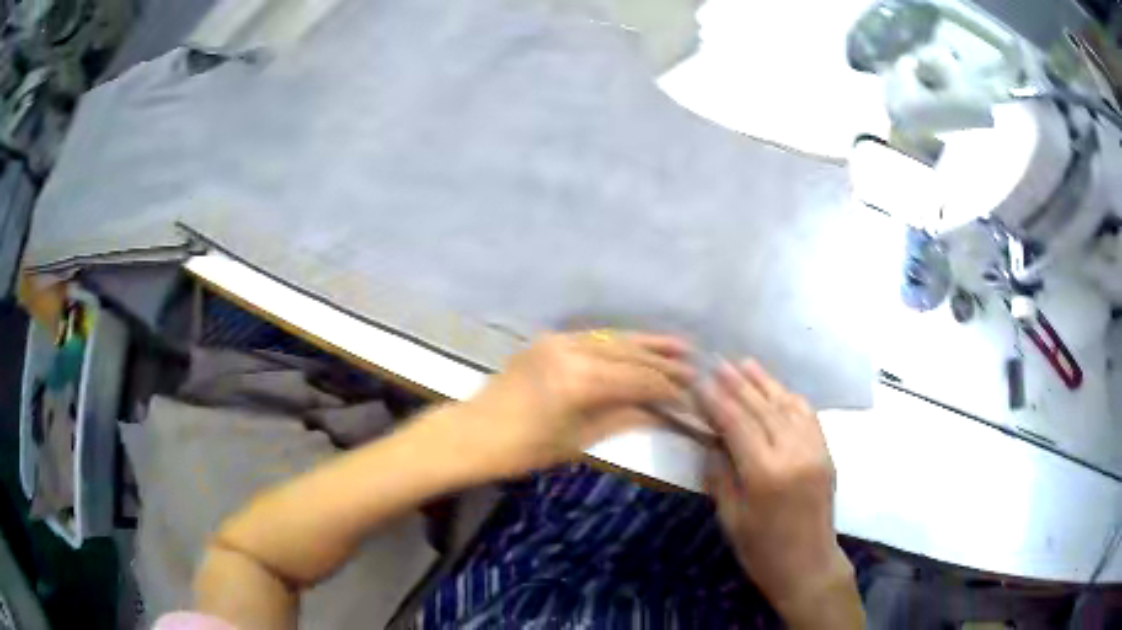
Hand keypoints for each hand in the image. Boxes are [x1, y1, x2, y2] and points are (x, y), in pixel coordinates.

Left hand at [455, 331, 693, 478]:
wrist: (473, 433)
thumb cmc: (523, 449)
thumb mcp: (579, 439)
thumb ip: (624, 418)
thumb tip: (664, 413)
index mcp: (579, 381)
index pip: (637, 379)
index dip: (668, 387)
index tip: (692, 393)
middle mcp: (571, 351)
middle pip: (629, 353)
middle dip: (663, 361)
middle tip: (694, 365)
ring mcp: (558, 341)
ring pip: (613, 338)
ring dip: (646, 343)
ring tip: (678, 345)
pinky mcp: (548, 341)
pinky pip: (593, 338)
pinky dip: (619, 342)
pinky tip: (638, 345)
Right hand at [703, 360, 860, 627]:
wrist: (809, 565)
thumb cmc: (762, 550)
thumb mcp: (731, 518)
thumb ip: (720, 474)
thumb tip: (712, 440)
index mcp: (765, 473)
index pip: (736, 423)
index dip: (715, 400)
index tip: (698, 381)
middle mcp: (793, 453)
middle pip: (761, 408)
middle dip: (736, 384)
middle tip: (716, 362)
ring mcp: (814, 449)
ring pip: (786, 405)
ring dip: (764, 383)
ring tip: (743, 364)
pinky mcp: (826, 452)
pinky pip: (808, 416)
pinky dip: (790, 398)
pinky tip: (777, 389)